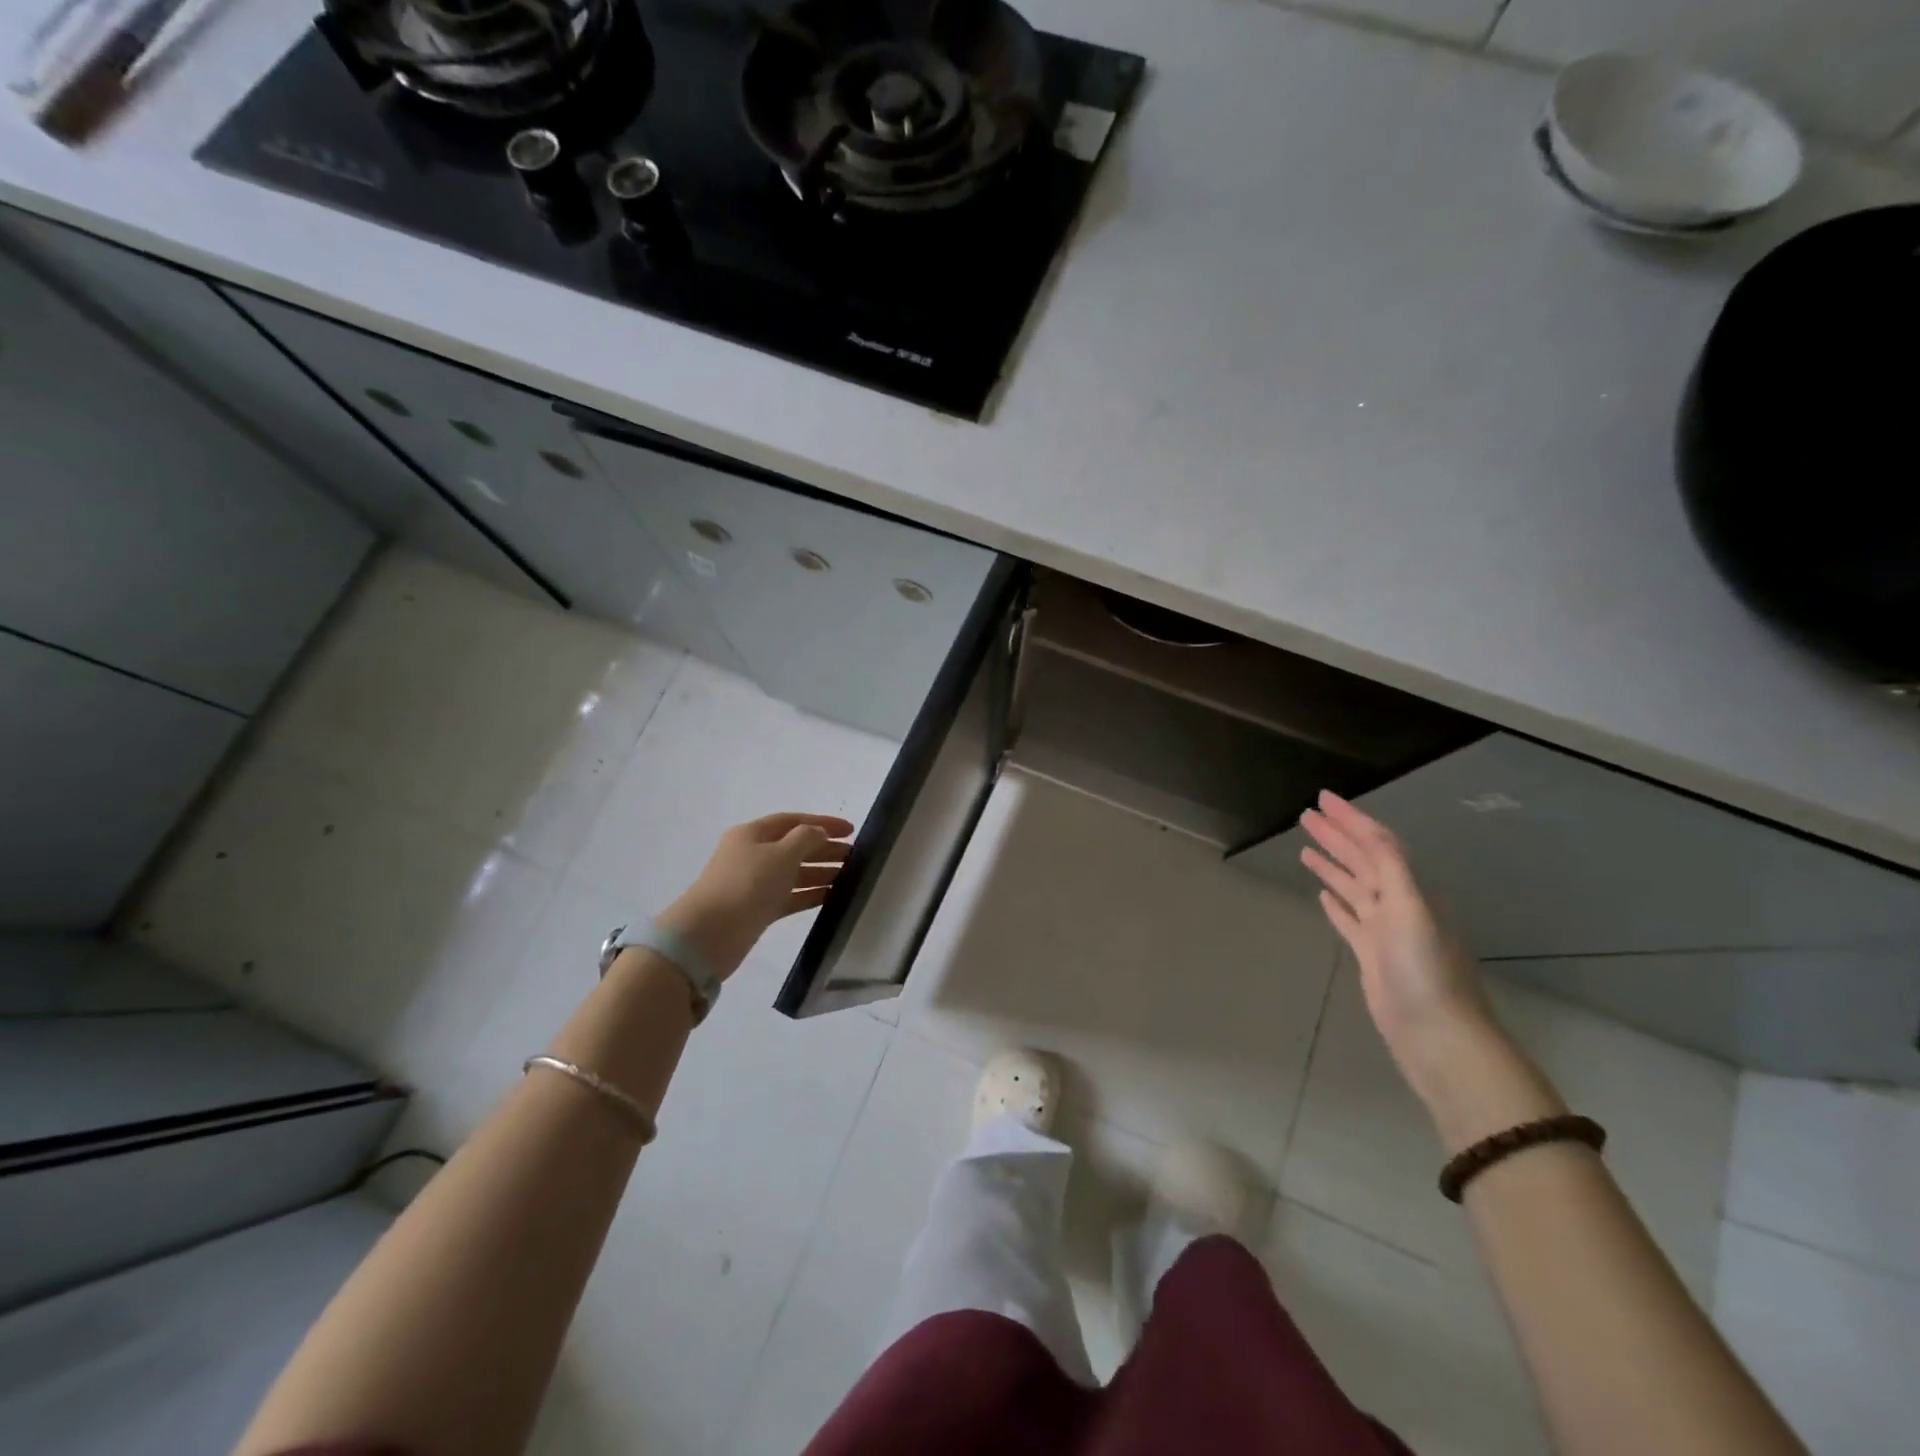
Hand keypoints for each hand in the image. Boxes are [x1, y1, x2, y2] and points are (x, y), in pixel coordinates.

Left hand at [656, 813, 854, 981]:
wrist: (709, 935)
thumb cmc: (747, 885)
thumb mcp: (781, 854)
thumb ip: (806, 839)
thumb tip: (819, 833)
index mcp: (752, 834)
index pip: (793, 821)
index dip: (822, 823)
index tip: (851, 830)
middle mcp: (752, 855)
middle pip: (794, 846)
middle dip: (824, 849)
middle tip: (855, 856)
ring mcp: (753, 884)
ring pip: (794, 872)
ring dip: (821, 872)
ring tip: (850, 877)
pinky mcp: (757, 909)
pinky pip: (790, 896)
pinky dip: (810, 894)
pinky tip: (832, 896)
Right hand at [1298, 791, 1499, 1101]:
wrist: (1437, 1036)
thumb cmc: (1425, 971)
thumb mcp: (1411, 911)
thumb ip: (1391, 869)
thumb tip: (1369, 830)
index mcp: (1410, 890)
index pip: (1377, 844)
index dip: (1350, 819)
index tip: (1322, 798)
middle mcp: (1398, 904)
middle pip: (1361, 861)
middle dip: (1336, 836)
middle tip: (1305, 815)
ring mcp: (1384, 931)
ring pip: (1353, 888)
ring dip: (1332, 866)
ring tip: (1305, 847)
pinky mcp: (1372, 956)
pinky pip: (1350, 920)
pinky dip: (1336, 904)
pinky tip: (1322, 896)